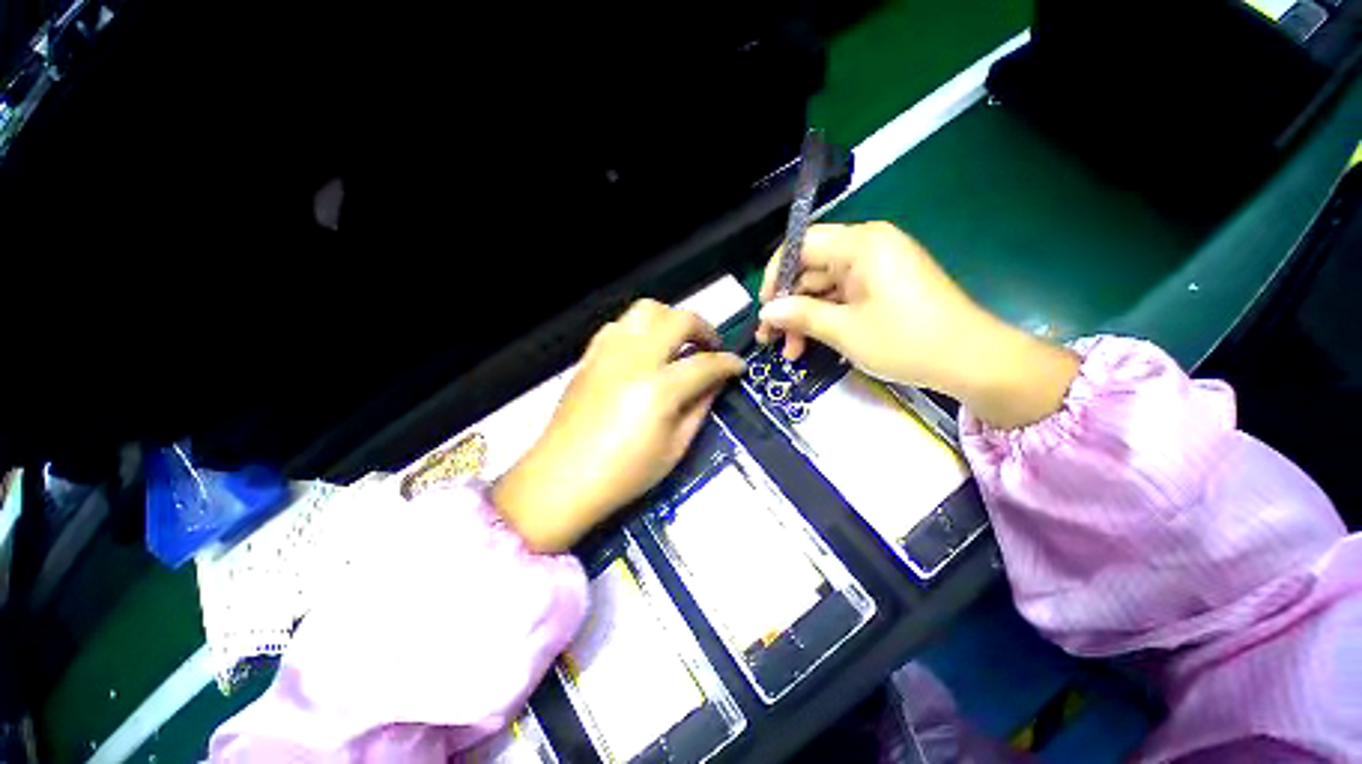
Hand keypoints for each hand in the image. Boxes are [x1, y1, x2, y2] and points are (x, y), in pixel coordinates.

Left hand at [493, 299, 744, 551]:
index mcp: (660, 389)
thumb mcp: (675, 447)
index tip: (738, 366)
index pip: (705, 363)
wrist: (562, 479)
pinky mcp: (590, 355)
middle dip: (704, 328)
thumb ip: (700, 407)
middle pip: (678, 319)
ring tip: (677, 343)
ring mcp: (608, 353)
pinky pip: (620, 325)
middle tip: (710, 347)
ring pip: (646, 310)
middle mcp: (635, 359)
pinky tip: (644, 351)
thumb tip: (716, 382)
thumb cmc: (624, 473)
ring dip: (670, 320)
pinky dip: (640, 329)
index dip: (728, 363)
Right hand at [757, 222, 1078, 428]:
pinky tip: (811, 345)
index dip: (776, 276)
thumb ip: (800, 315)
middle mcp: (868, 248)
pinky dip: (825, 319)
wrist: (972, 361)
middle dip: (788, 305)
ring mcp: (876, 268)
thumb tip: (766, 311)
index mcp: (861, 244)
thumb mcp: (844, 330)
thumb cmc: (905, 340)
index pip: (801, 245)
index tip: (765, 309)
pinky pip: (842, 297)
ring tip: (790, 351)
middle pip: (811, 269)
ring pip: (824, 288)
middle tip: (770, 339)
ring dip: (804, 318)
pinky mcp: (882, 288)